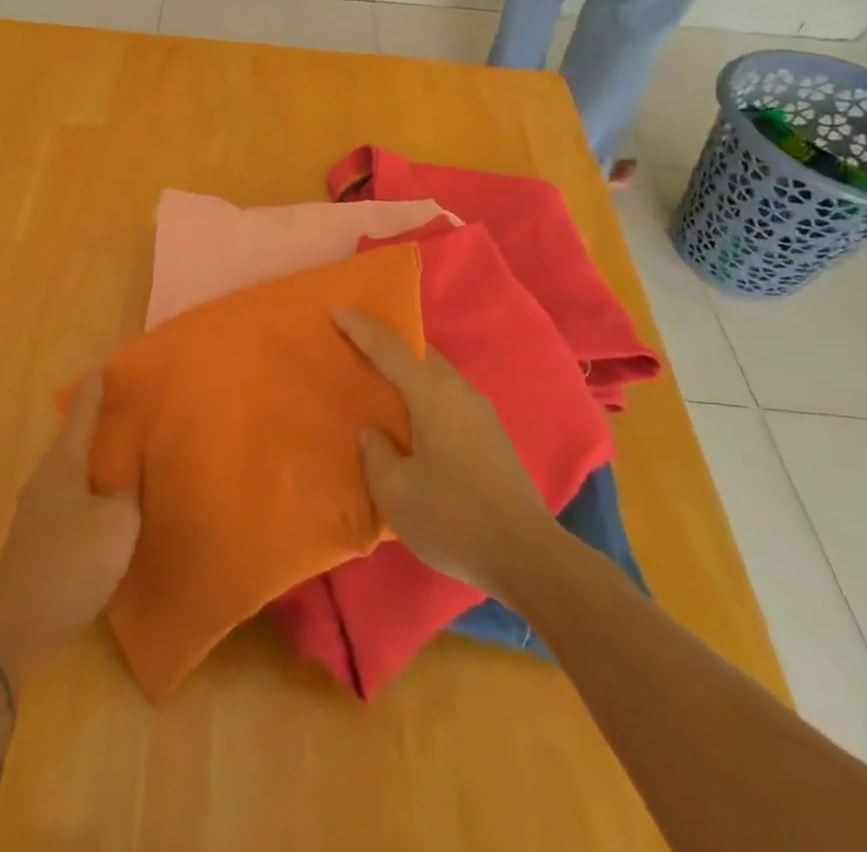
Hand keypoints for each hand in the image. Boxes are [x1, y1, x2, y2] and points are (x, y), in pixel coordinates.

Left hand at [0, 370, 139, 675]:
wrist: (15, 626)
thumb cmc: (70, 561)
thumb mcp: (117, 523)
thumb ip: (128, 492)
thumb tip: (129, 476)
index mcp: (64, 463)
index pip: (82, 413)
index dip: (96, 388)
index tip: (105, 364)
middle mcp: (46, 479)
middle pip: (75, 442)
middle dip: (99, 427)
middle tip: (128, 413)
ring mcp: (38, 511)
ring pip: (73, 474)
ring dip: (96, 465)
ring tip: (125, 461)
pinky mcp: (38, 541)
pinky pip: (71, 502)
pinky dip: (91, 495)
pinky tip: (107, 510)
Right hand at [337, 309, 555, 594]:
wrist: (528, 557)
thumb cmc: (452, 516)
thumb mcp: (394, 491)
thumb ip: (376, 453)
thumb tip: (376, 434)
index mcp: (431, 394)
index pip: (390, 349)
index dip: (361, 328)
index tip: (338, 309)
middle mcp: (459, 392)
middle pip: (420, 354)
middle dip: (389, 345)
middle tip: (358, 347)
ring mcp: (482, 413)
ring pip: (437, 377)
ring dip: (410, 373)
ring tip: (384, 385)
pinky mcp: (493, 437)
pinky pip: (449, 399)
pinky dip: (426, 396)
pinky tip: (415, 423)